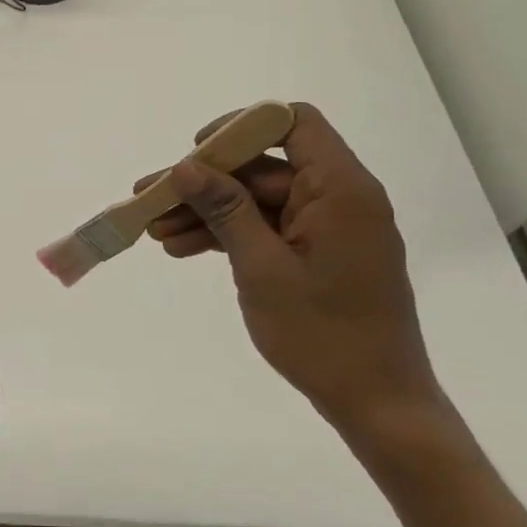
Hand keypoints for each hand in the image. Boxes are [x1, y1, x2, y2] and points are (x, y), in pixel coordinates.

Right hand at [137, 103, 442, 431]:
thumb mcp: (262, 268)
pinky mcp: (318, 254)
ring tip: (156, 233)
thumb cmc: (322, 334)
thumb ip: (226, 210)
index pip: (293, 123)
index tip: (196, 153)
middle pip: (264, 169)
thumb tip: (186, 167)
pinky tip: (183, 250)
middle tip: (150, 201)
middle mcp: (338, 198)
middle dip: (205, 184)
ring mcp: (328, 229)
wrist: (375, 402)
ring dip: (208, 214)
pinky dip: (229, 237)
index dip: (240, 128)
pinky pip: (267, 229)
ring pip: (258, 202)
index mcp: (340, 190)